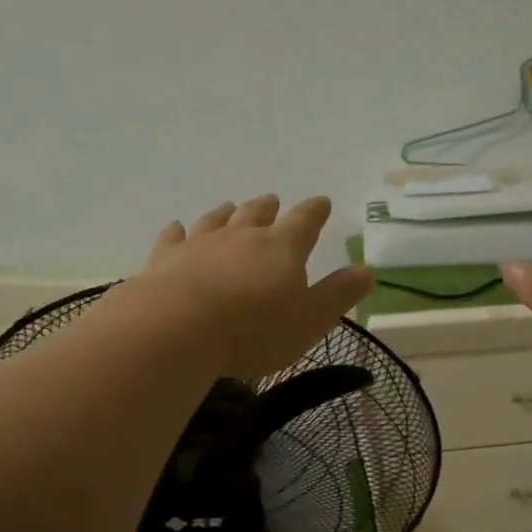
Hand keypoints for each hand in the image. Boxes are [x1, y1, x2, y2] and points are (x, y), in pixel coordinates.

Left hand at [133, 195, 372, 378]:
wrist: (178, 329)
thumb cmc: (254, 330)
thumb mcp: (310, 320)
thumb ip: (338, 295)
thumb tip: (366, 272)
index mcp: (282, 249)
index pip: (305, 221)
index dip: (315, 211)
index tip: (321, 202)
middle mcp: (241, 237)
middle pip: (257, 214)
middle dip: (268, 208)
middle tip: (272, 201)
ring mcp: (200, 244)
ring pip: (216, 220)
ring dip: (226, 213)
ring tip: (229, 206)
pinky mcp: (165, 259)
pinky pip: (174, 238)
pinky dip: (178, 231)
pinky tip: (177, 228)